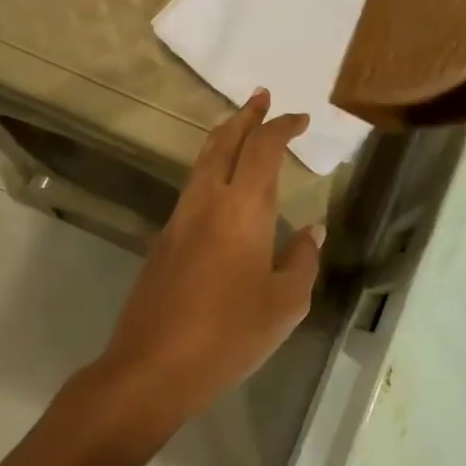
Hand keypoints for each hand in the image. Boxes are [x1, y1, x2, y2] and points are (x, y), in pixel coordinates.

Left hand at [93, 89, 323, 426]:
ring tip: (242, 131)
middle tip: (262, 97)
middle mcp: (207, 202)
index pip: (264, 149)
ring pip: (201, 163)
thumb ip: (303, 260)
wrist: (152, 368)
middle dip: (245, 115)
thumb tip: (312, 230)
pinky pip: (191, 191)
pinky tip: (223, 193)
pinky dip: (211, 172)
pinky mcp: (162, 242)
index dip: (282, 127)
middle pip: (223, 141)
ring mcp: (178, 220)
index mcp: (243, 209)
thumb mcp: (286, 303)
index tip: (300, 119)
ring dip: (224, 139)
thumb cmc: (230, 334)